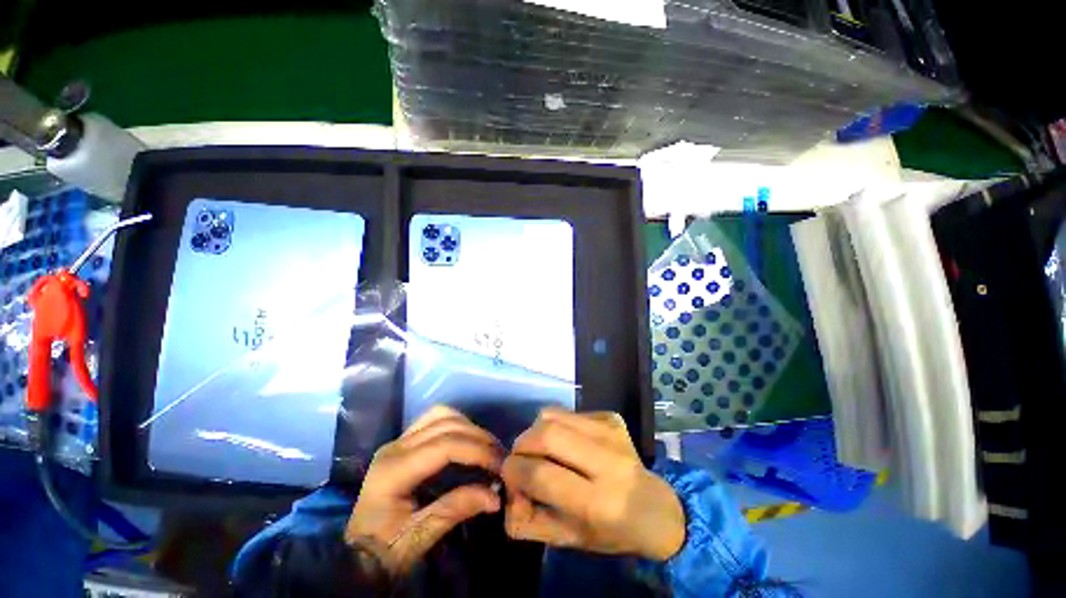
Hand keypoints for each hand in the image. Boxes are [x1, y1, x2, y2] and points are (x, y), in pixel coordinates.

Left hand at [345, 406, 502, 575]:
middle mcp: (395, 447)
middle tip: (500, 457)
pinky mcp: (404, 442)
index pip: (444, 446)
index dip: (477, 451)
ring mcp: (398, 441)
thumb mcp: (420, 537)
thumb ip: (456, 510)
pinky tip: (469, 440)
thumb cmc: (384, 550)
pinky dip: (458, 424)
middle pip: (446, 424)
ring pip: (441, 414)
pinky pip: (435, 419)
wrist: (357, 554)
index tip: (500, 466)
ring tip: (486, 446)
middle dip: (478, 437)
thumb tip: (495, 495)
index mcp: (393, 471)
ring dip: (468, 426)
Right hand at [501, 409, 684, 560]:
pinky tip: (567, 442)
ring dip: (536, 430)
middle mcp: (608, 461)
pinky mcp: (611, 417)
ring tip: (542, 449)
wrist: (655, 508)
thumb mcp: (568, 540)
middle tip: (520, 457)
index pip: (541, 474)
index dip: (514, 471)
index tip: (507, 473)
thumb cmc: (610, 531)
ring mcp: (611, 432)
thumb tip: (508, 492)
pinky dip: (556, 425)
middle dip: (522, 444)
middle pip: (547, 433)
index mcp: (599, 503)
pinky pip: (568, 411)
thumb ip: (528, 522)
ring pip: (553, 415)